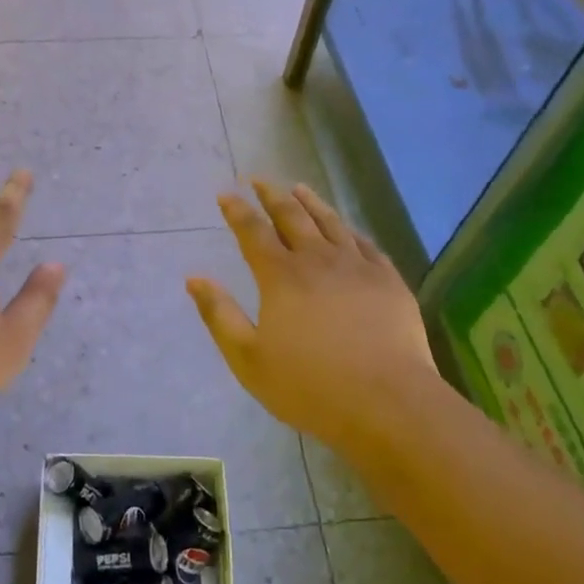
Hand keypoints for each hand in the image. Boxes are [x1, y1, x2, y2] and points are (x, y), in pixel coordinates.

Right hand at [187, 180, 445, 460]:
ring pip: (330, 222)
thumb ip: (219, 314)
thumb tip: (194, 278)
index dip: (237, 210)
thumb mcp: (248, 358)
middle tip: (259, 180)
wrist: (387, 403)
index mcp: (281, 276)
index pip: (253, 231)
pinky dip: (348, 229)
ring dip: (311, 202)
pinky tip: (346, 228)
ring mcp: (357, 266)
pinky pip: (365, 243)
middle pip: (291, 216)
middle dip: (271, 195)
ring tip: (299, 188)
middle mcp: (317, 259)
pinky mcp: (388, 280)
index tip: (226, 193)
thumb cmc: (309, 386)